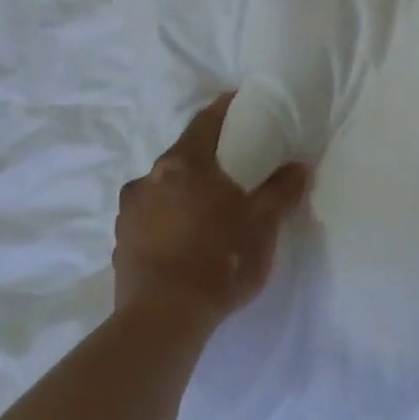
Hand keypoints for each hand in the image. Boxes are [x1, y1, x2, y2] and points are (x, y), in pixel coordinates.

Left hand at [113, 93, 310, 330]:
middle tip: (233, 161)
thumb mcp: (262, 223)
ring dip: (185, 188)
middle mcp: (148, 179)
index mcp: (184, 165)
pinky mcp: (120, 243)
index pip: (205, 122)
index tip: (238, 99)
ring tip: (210, 204)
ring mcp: (129, 212)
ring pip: (163, 187)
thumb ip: (280, 190)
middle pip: (182, 154)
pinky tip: (188, 235)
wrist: (162, 320)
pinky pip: (151, 215)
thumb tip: (297, 166)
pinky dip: (170, 215)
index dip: (223, 109)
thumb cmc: (219, 259)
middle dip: (207, 154)